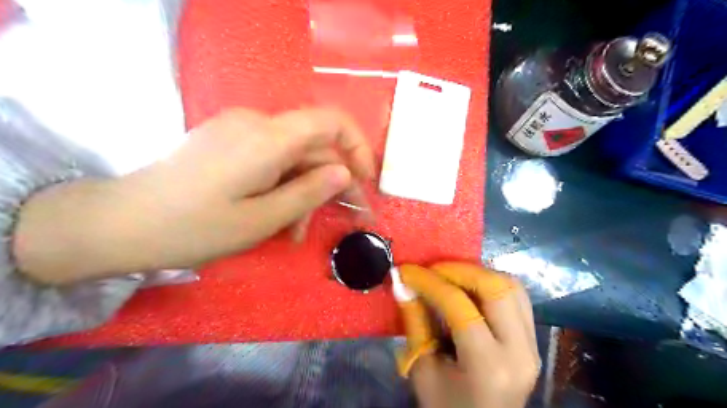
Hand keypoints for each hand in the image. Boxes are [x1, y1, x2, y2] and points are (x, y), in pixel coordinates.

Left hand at [16, 107, 374, 283]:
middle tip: (345, 218)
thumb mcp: (262, 219)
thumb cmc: (195, 228)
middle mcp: (257, 124)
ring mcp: (240, 131)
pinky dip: (283, 185)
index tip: (365, 179)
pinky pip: (271, 159)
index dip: (357, 146)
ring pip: (293, 157)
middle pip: (313, 146)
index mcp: (268, 138)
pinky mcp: (229, 142)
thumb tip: (344, 173)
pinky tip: (278, 216)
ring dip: (303, 191)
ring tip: (297, 232)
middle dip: (331, 182)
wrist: (122, 223)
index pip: (331, 121)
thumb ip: (309, 192)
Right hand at [397, 264, 539, 405]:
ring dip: (478, 273)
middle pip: (495, 287)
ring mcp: (533, 344)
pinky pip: (516, 297)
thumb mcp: (423, 370)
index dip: (429, 282)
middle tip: (432, 269)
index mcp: (489, 366)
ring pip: (511, 286)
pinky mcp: (533, 340)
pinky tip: (470, 288)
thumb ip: (415, 322)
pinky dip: (491, 284)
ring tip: (449, 276)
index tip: (407, 271)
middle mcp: (520, 350)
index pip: (458, 305)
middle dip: (459, 270)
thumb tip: (402, 283)